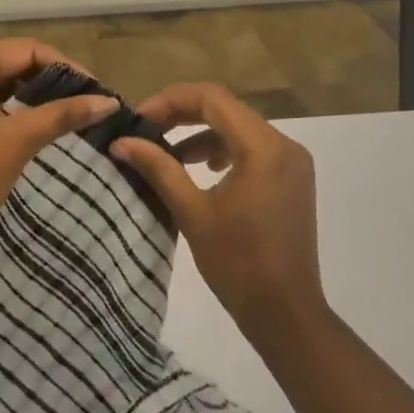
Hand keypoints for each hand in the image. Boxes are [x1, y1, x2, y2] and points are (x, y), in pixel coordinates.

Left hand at [0, 39, 116, 259]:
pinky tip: (44, 125)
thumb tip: (110, 102)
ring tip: (73, 113)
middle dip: (52, 81)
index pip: (25, 49)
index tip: (95, 90)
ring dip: (37, 97)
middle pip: (14, 63)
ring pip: (4, 85)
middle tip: (88, 101)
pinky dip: (19, 111)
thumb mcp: (18, 139)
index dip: (64, 66)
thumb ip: (63, 114)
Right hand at [110, 83, 326, 343]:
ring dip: (202, 133)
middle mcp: (284, 144)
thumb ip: (158, 168)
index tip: (139, 119)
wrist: (286, 314)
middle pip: (226, 109)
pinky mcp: (292, 179)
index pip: (212, 99)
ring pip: (239, 128)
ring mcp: (292, 162)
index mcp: (263, 147)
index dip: (171, 100)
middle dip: (183, 114)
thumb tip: (120, 142)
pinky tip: (201, 168)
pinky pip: (253, 148)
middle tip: (146, 130)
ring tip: (166, 153)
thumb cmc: (237, 264)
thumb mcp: (192, 212)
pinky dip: (224, 150)